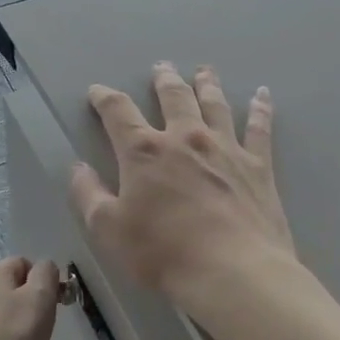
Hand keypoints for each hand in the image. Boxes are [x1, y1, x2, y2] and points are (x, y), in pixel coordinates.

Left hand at [0, 256, 59, 339]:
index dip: (41, 282)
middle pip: (8, 285)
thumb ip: (46, 273)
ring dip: (11, 319)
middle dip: (26, 300)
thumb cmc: (15, 335)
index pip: (23, 263)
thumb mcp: (41, 297)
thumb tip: (44, 267)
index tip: (50, 306)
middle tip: (38, 325)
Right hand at [70, 63, 296, 321]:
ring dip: (206, 84)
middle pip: (173, 97)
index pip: (118, 112)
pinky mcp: (258, 166)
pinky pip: (259, 128)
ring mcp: (225, 148)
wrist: (234, 272)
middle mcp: (185, 138)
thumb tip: (77, 168)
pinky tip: (261, 94)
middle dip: (163, 80)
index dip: (104, 98)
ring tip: (204, 70)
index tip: (97, 91)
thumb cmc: (163, 253)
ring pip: (214, 104)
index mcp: (144, 151)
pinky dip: (260, 108)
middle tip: (161, 67)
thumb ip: (89, 195)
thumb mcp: (108, 229)